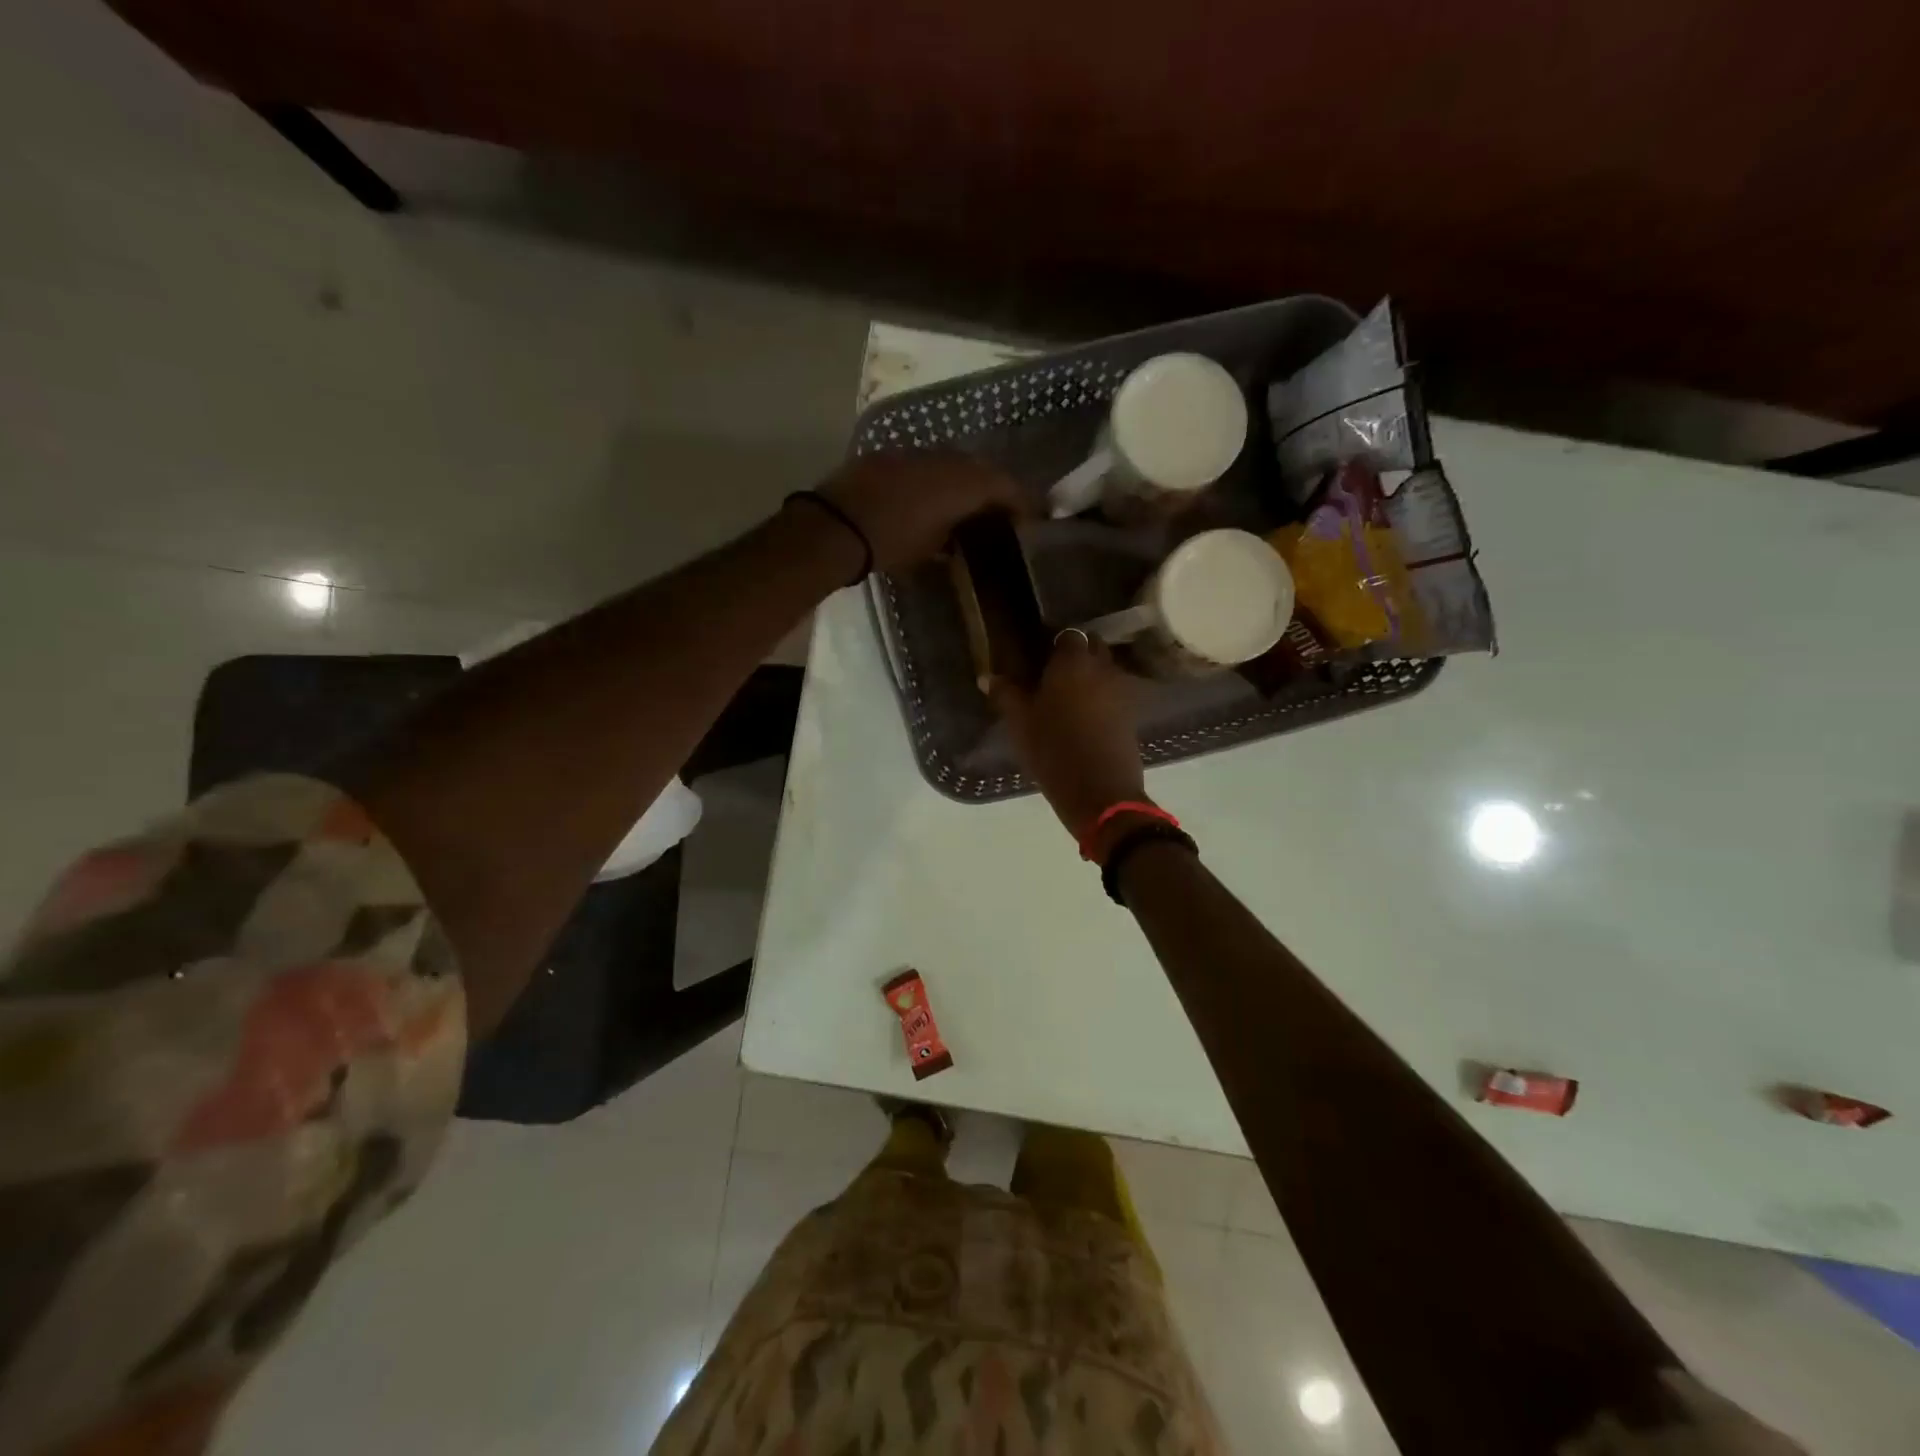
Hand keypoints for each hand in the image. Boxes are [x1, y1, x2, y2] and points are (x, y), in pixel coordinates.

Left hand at [820, 451, 1026, 572]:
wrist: (836, 525)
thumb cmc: (891, 542)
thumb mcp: (931, 547)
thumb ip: (953, 534)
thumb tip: (960, 533)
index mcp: (962, 481)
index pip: (1004, 485)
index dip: (1021, 502)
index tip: (1030, 518)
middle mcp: (944, 459)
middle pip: (979, 469)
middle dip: (993, 489)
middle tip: (1000, 512)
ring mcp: (914, 453)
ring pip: (951, 463)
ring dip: (963, 482)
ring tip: (966, 507)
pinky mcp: (889, 455)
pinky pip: (924, 464)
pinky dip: (935, 480)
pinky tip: (930, 499)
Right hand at [989, 630, 1147, 840]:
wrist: (1100, 792)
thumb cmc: (1053, 751)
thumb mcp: (1020, 724)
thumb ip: (1005, 694)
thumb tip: (987, 676)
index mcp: (1072, 662)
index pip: (1067, 635)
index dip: (1054, 643)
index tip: (1039, 657)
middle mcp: (1102, 668)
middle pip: (1093, 647)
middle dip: (1077, 654)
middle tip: (1054, 674)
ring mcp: (1122, 691)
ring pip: (1106, 670)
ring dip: (1092, 676)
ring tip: (1069, 696)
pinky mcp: (1132, 715)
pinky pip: (1115, 694)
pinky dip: (1103, 698)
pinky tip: (1086, 716)